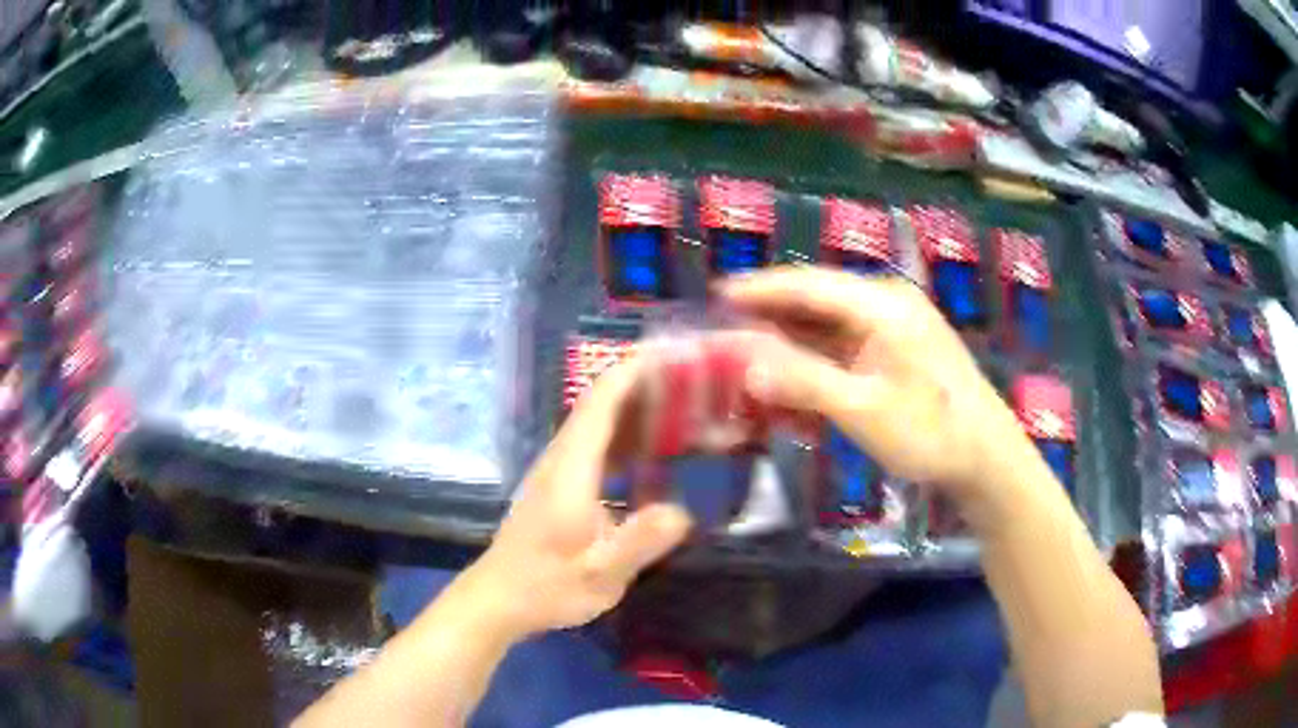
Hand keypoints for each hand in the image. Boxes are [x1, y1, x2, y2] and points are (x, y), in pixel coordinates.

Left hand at [461, 357, 692, 640]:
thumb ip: (640, 541)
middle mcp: (562, 458)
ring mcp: (557, 471)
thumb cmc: (547, 586)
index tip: (671, 353)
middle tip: (691, 380)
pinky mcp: (558, 486)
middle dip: (642, 383)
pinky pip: (595, 446)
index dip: (633, 371)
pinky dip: (624, 436)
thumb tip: (683, 511)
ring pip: (596, 423)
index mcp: (571, 469)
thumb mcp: (600, 574)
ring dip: (634, 408)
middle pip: (599, 403)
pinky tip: (651, 455)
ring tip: (680, 407)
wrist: (497, 599)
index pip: (601, 401)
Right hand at [721, 267, 1043, 513]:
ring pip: (829, 324)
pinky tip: (795, 378)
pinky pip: (846, 345)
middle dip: (772, 314)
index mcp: (881, 305)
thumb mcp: (863, 410)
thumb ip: (804, 382)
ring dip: (792, 339)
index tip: (719, 293)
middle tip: (727, 329)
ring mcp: (895, 327)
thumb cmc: (929, 432)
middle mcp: (887, 304)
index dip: (762, 288)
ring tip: (751, 353)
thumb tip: (747, 364)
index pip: (809, 284)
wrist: (986, 457)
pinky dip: (817, 359)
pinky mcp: (898, 351)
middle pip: (817, 299)